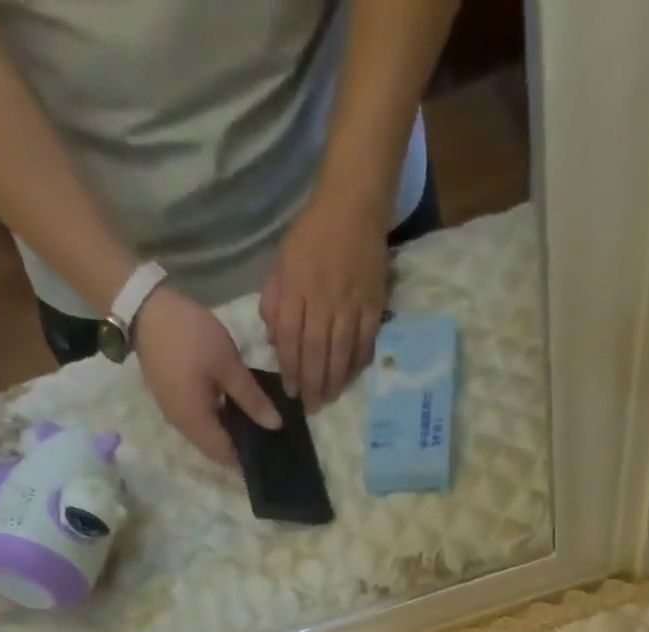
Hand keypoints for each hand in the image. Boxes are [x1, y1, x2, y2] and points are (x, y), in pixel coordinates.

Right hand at [132, 285, 279, 468]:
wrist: (143, 307)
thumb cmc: (189, 336)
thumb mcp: (227, 365)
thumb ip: (252, 398)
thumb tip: (275, 426)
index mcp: (196, 423)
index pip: (227, 457)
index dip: (249, 458)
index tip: (272, 451)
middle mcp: (182, 426)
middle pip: (216, 449)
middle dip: (240, 446)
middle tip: (268, 434)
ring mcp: (173, 412)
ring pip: (207, 434)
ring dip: (228, 431)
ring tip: (256, 419)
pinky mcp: (170, 398)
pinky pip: (198, 419)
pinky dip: (217, 418)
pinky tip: (234, 404)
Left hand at [260, 190, 389, 410]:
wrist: (353, 206)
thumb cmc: (312, 235)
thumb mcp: (282, 262)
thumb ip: (275, 301)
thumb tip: (274, 340)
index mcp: (297, 288)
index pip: (291, 338)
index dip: (291, 369)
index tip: (291, 392)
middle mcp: (323, 300)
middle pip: (317, 351)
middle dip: (313, 383)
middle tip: (312, 407)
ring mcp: (351, 304)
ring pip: (341, 352)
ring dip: (335, 380)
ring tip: (330, 399)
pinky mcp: (373, 304)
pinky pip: (365, 341)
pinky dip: (358, 362)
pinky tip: (352, 377)